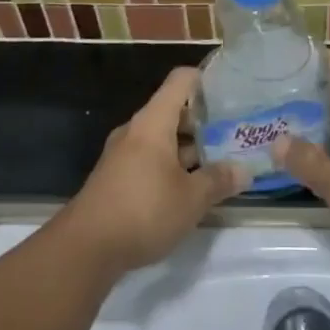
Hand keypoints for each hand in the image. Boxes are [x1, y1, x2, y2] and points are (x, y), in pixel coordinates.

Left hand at [61, 68, 246, 277]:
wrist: (84, 249)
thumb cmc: (143, 210)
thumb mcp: (191, 199)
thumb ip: (219, 180)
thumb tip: (245, 170)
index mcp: (153, 121)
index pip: (181, 80)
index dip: (206, 80)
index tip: (231, 92)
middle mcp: (136, 130)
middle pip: (173, 111)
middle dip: (203, 123)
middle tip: (233, 135)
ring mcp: (122, 154)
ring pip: (162, 139)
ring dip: (188, 149)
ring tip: (218, 164)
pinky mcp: (116, 178)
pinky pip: (149, 160)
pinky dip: (171, 166)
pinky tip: (189, 190)